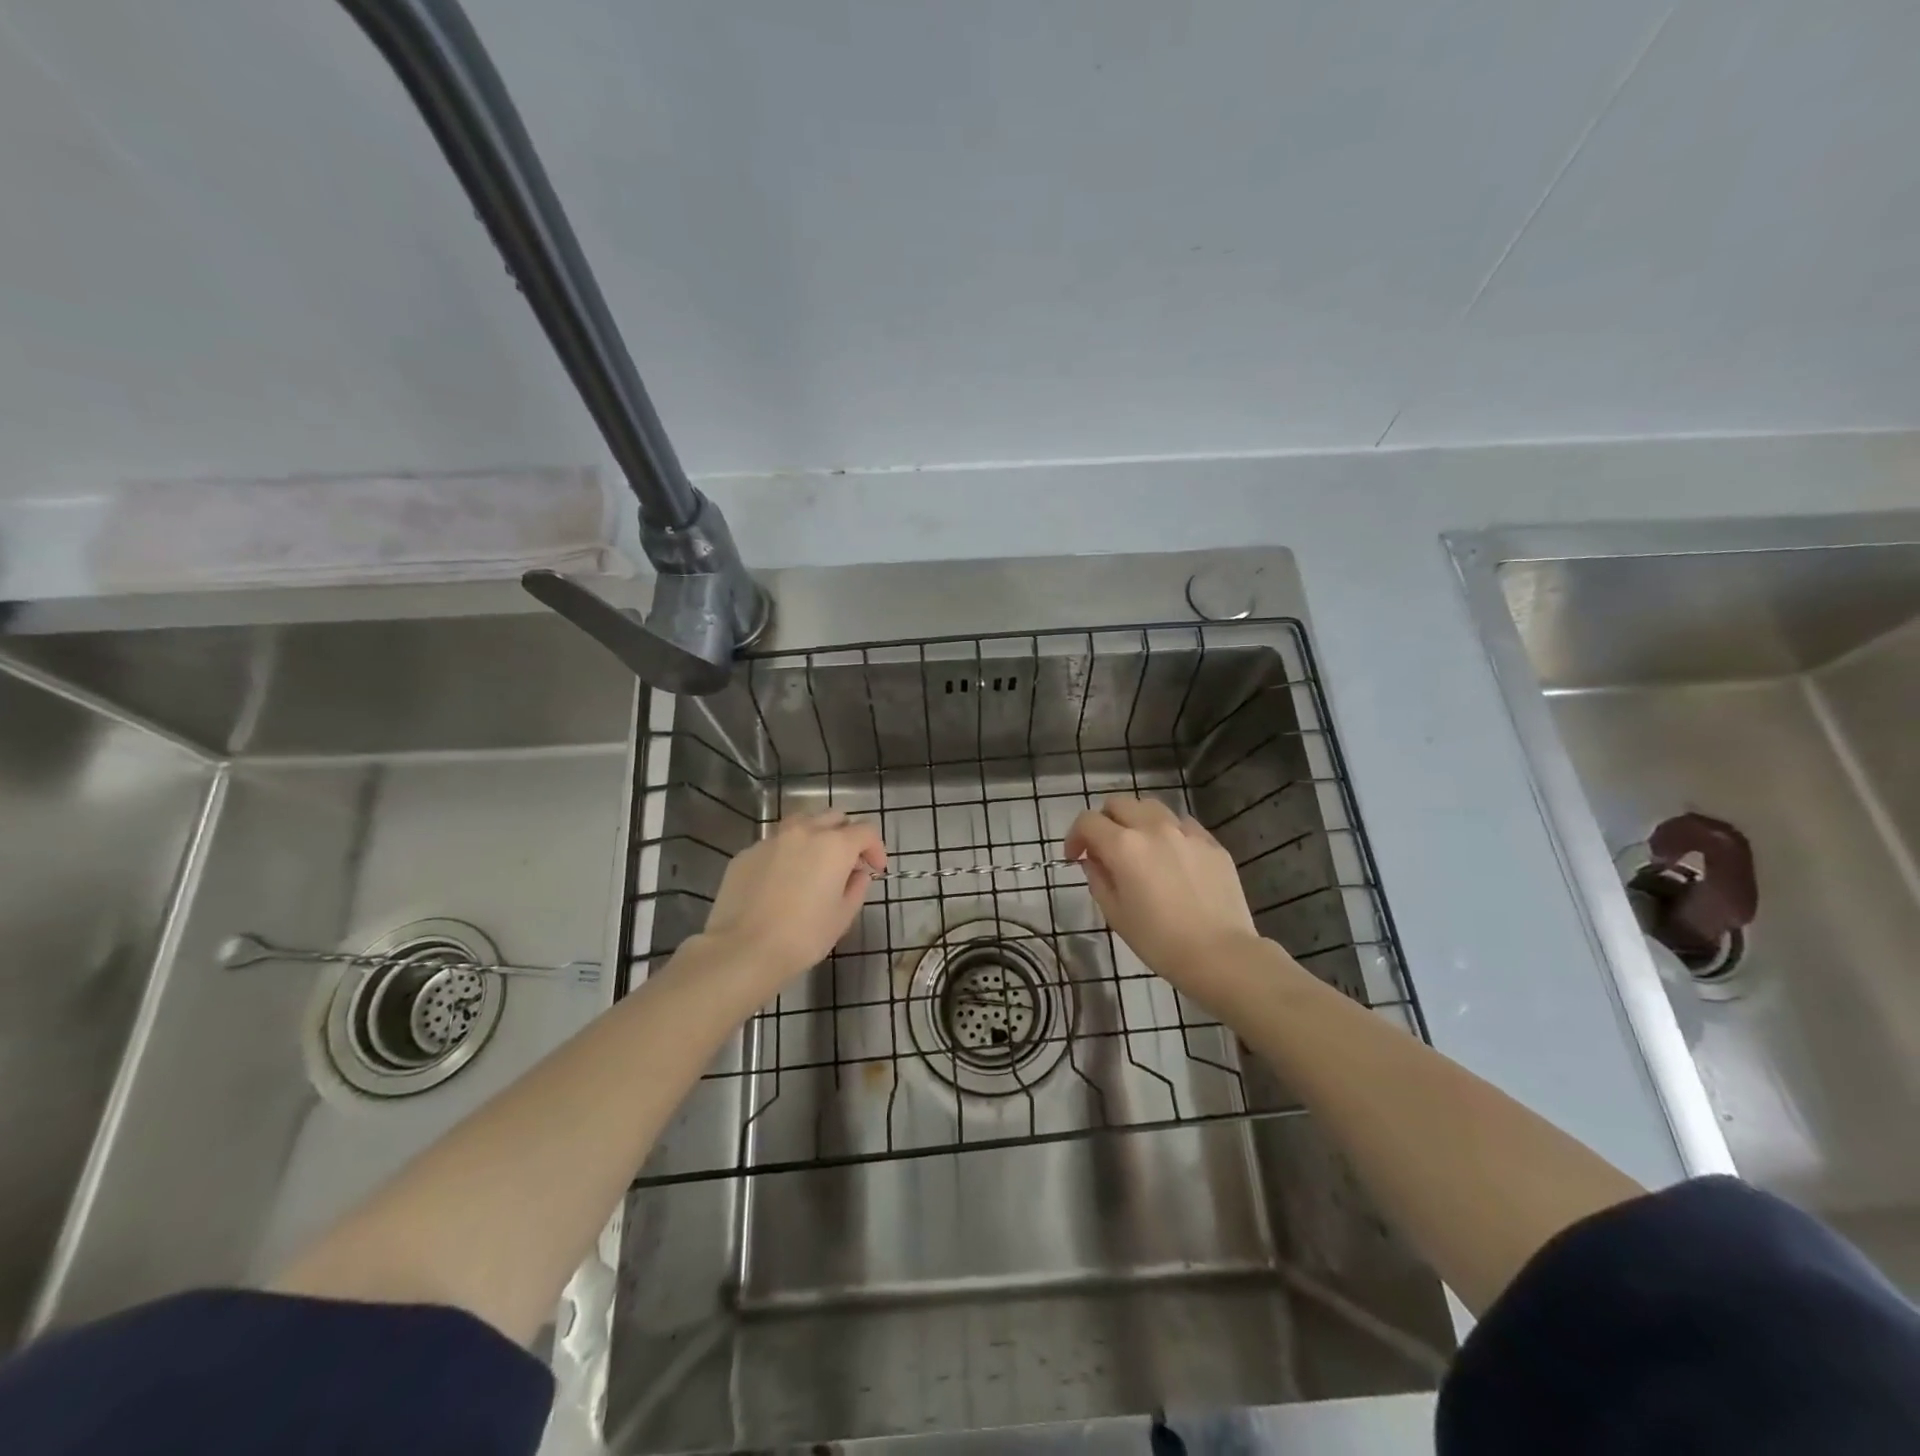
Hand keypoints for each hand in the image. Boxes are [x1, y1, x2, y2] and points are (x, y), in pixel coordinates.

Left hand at [702, 811, 886, 987]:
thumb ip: (856, 887)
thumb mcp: (843, 917)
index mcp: (834, 845)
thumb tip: (857, 874)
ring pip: (801, 823)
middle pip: (834, 818)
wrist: (743, 949)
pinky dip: (786, 854)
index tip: (875, 869)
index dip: (875, 848)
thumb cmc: (803, 937)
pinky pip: (775, 844)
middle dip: (846, 836)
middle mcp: (804, 832)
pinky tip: (781, 881)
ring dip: (815, 836)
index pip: (866, 831)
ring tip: (813, 863)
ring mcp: (772, 839)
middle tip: (846, 863)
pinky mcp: (747, 853)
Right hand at [1064, 796, 1262, 1008]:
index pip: (1087, 822)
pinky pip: (1183, 824)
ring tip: (1140, 846)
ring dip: (1136, 820)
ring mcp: (1186, 832)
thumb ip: (1099, 879)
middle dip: (1104, 821)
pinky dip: (1168, 832)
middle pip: (1118, 803)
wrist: (1220, 954)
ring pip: (1151, 807)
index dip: (1075, 836)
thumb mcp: (1115, 914)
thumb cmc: (1159, 941)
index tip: (1075, 857)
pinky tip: (1172, 856)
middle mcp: (1153, 828)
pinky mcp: (1211, 843)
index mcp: (1124, 846)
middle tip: (1104, 848)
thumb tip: (1094, 860)